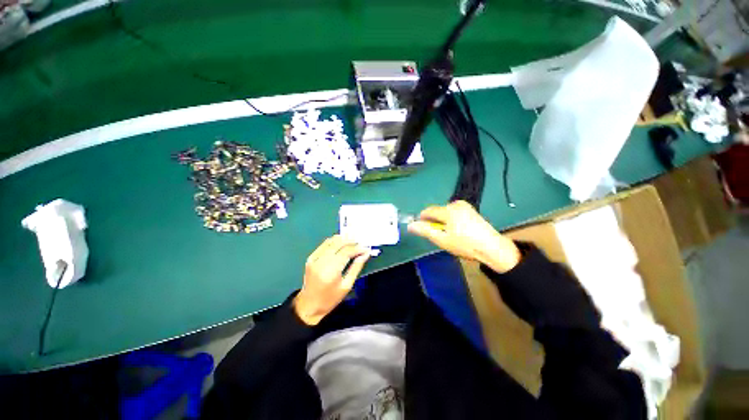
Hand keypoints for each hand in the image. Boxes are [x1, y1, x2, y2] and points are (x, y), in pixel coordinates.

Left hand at [294, 235, 370, 325]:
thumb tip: (365, 254)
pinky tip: (341, 243)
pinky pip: (324, 244)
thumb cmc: (330, 299)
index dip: (357, 248)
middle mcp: (321, 262)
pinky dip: (334, 241)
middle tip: (361, 243)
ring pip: (331, 241)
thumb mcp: (347, 286)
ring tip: (353, 241)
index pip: (346, 252)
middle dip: (351, 241)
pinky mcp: (310, 258)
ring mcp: (314, 259)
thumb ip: (356, 267)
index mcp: (330, 272)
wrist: (309, 305)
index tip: (366, 248)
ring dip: (343, 239)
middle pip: (338, 244)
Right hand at [408, 201, 520, 272]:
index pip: (428, 211)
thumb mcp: (442, 240)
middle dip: (435, 222)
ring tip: (451, 235)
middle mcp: (456, 204)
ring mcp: (465, 206)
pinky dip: (452, 220)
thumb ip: (425, 231)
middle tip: (440, 236)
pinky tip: (459, 231)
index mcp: (448, 210)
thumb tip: (410, 225)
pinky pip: (454, 213)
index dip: (422, 219)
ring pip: (445, 212)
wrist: (493, 248)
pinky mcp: (471, 210)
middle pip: (437, 211)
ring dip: (443, 222)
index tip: (423, 230)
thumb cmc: (465, 245)